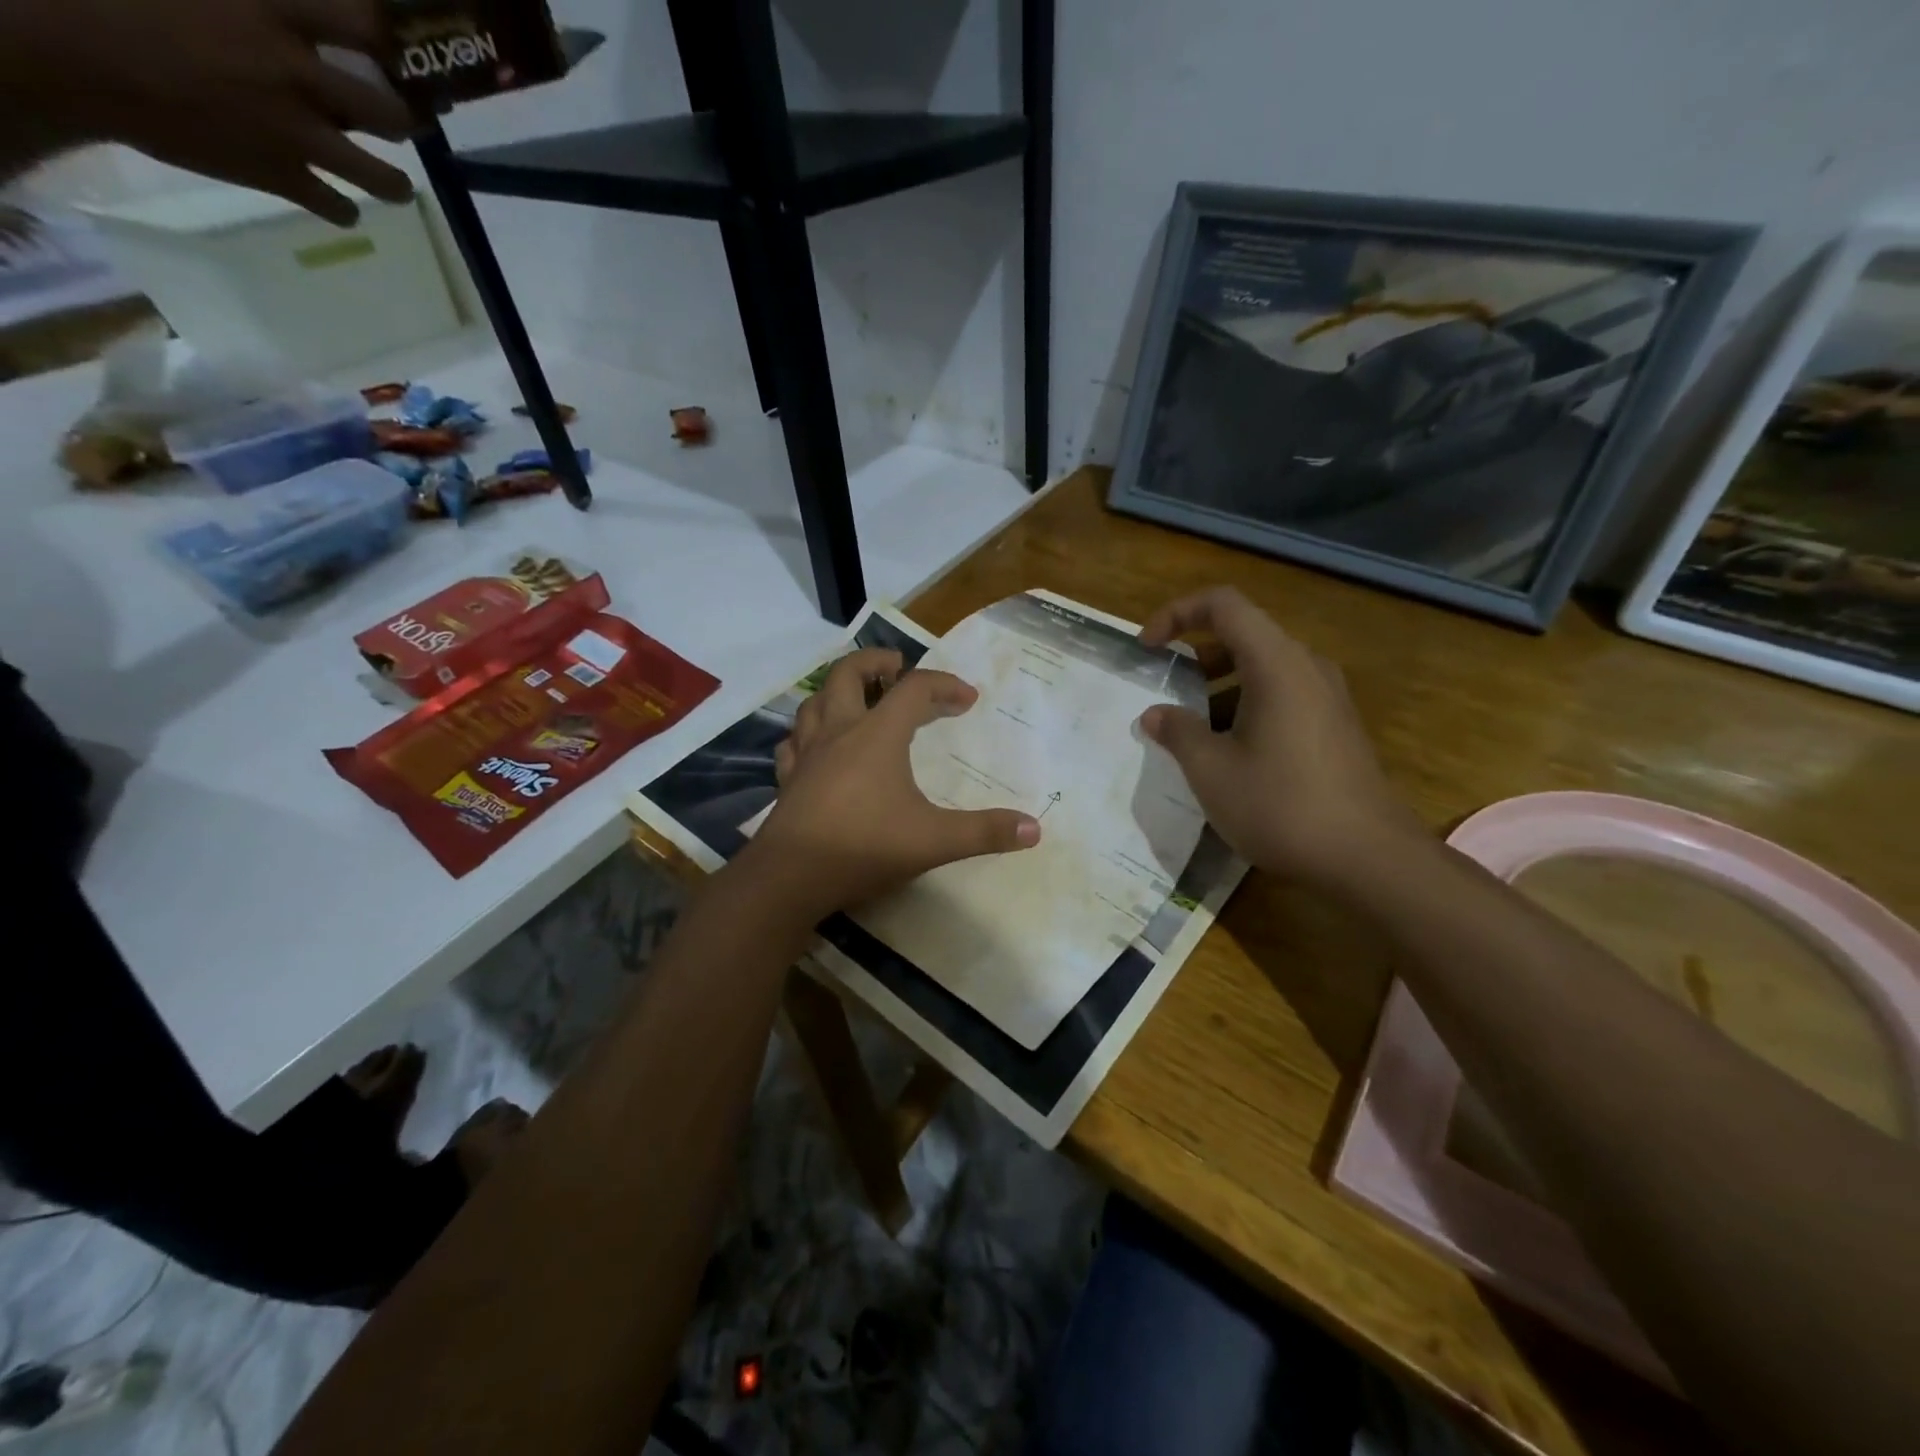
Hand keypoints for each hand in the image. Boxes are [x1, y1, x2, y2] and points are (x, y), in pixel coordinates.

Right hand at [5, 0, 413, 224]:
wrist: (68, 52)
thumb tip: (289, 6)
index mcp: (272, 11)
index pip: (363, 23)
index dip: (385, 40)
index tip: (389, 52)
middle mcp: (300, 78)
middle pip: (393, 116)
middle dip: (404, 121)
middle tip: (397, 121)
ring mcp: (296, 136)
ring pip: (385, 179)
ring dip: (394, 182)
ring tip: (390, 178)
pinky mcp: (281, 177)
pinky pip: (340, 209)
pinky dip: (342, 209)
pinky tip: (336, 201)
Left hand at [744, 648, 1039, 919]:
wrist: (791, 877)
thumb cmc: (865, 847)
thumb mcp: (934, 840)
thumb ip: (985, 833)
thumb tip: (1035, 829)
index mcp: (877, 734)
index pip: (914, 690)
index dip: (944, 686)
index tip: (967, 699)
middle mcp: (839, 732)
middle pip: (848, 674)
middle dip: (875, 663)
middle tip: (896, 666)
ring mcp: (807, 754)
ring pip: (814, 701)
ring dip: (837, 691)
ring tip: (857, 698)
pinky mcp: (787, 779)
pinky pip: (794, 741)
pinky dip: (808, 732)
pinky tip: (817, 745)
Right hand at [1137, 587, 1420, 885]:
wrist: (1367, 858)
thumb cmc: (1280, 805)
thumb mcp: (1211, 771)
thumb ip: (1178, 732)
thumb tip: (1155, 714)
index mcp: (1276, 664)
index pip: (1223, 605)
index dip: (1176, 614)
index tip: (1147, 649)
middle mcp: (1306, 667)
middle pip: (1244, 634)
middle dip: (1196, 654)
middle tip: (1166, 689)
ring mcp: (1328, 697)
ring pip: (1263, 668)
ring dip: (1219, 684)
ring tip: (1192, 729)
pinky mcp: (1336, 726)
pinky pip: (1283, 694)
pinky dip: (1246, 705)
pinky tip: (1231, 753)